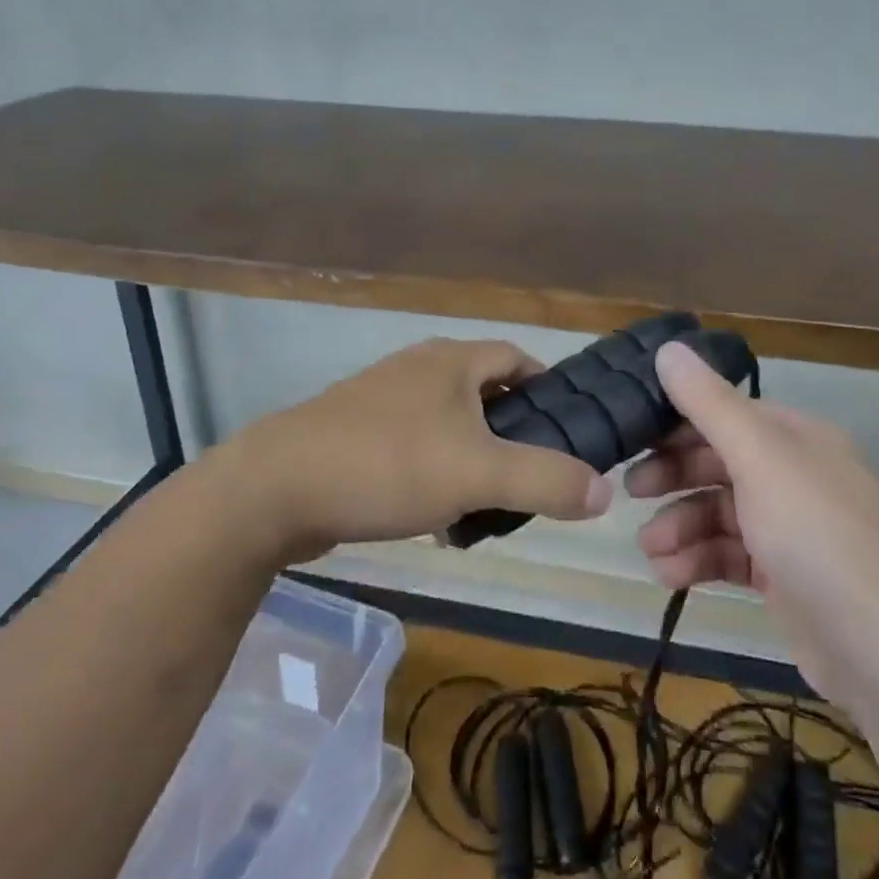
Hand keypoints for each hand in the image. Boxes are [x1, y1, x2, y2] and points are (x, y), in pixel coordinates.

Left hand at [212, 337, 611, 561]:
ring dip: (472, 460)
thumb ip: (547, 480)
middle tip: (533, 478)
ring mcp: (381, 400)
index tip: (568, 430)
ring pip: (448, 425)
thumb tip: (604, 492)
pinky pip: (413, 449)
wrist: (274, 490)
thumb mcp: (479, 474)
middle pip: (484, 393)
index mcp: (452, 361)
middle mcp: (418, 369)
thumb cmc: (387, 464)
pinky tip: (434, 520)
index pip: (518, 358)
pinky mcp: (354, 434)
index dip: (548, 389)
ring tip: (487, 507)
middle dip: (512, 433)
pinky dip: (434, 475)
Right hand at [626, 342, 878, 701]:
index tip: (633, 436)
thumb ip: (709, 404)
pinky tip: (669, 575)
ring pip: (720, 513)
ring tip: (651, 551)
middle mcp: (797, 475)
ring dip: (681, 527)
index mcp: (799, 437)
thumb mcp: (759, 458)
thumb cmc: (815, 535)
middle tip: (631, 491)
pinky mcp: (784, 577)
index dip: (679, 421)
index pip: (727, 413)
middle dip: (674, 477)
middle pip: (720, 462)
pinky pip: (730, 554)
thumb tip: (668, 347)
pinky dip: (698, 561)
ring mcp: (792, 528)